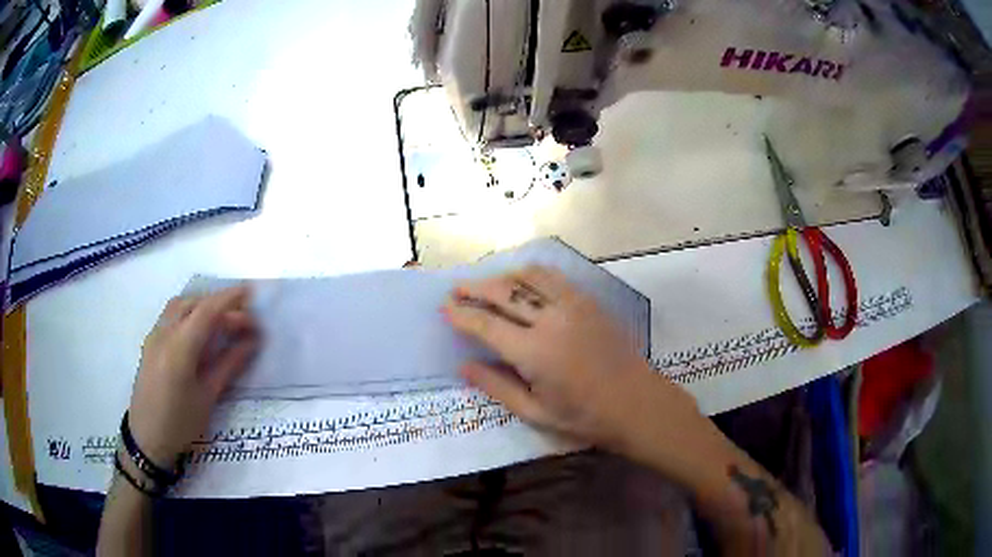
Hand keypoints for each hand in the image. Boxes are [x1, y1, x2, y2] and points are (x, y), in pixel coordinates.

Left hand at [127, 286, 259, 467]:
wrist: (146, 439)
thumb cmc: (180, 423)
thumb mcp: (208, 397)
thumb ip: (229, 365)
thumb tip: (251, 342)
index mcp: (179, 348)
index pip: (206, 311)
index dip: (229, 298)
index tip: (251, 291)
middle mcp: (164, 333)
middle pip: (193, 303)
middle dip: (218, 303)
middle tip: (242, 317)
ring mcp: (154, 336)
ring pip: (180, 306)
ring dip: (202, 305)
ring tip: (222, 321)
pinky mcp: (150, 343)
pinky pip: (171, 316)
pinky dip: (189, 313)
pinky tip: (200, 331)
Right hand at [442, 266, 700, 453]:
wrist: (636, 403)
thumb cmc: (584, 416)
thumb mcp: (535, 413)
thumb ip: (497, 387)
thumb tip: (463, 367)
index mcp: (534, 352)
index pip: (487, 325)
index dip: (462, 315)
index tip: (445, 309)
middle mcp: (551, 320)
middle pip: (504, 293)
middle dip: (475, 289)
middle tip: (456, 289)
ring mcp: (573, 305)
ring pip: (528, 278)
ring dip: (502, 277)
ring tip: (485, 283)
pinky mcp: (589, 301)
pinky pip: (554, 277)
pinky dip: (531, 273)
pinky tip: (522, 279)